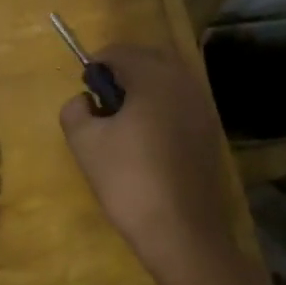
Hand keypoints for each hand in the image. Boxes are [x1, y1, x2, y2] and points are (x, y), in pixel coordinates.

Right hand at [58, 45, 238, 282]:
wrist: (183, 232)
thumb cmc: (129, 180)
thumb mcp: (85, 143)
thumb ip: (74, 110)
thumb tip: (84, 101)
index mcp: (154, 77)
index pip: (119, 51)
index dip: (96, 65)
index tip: (86, 90)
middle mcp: (183, 82)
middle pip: (148, 59)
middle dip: (123, 72)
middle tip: (102, 104)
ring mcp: (203, 107)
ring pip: (167, 81)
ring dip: (143, 90)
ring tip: (123, 123)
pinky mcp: (210, 132)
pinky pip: (180, 103)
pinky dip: (161, 108)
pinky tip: (147, 140)